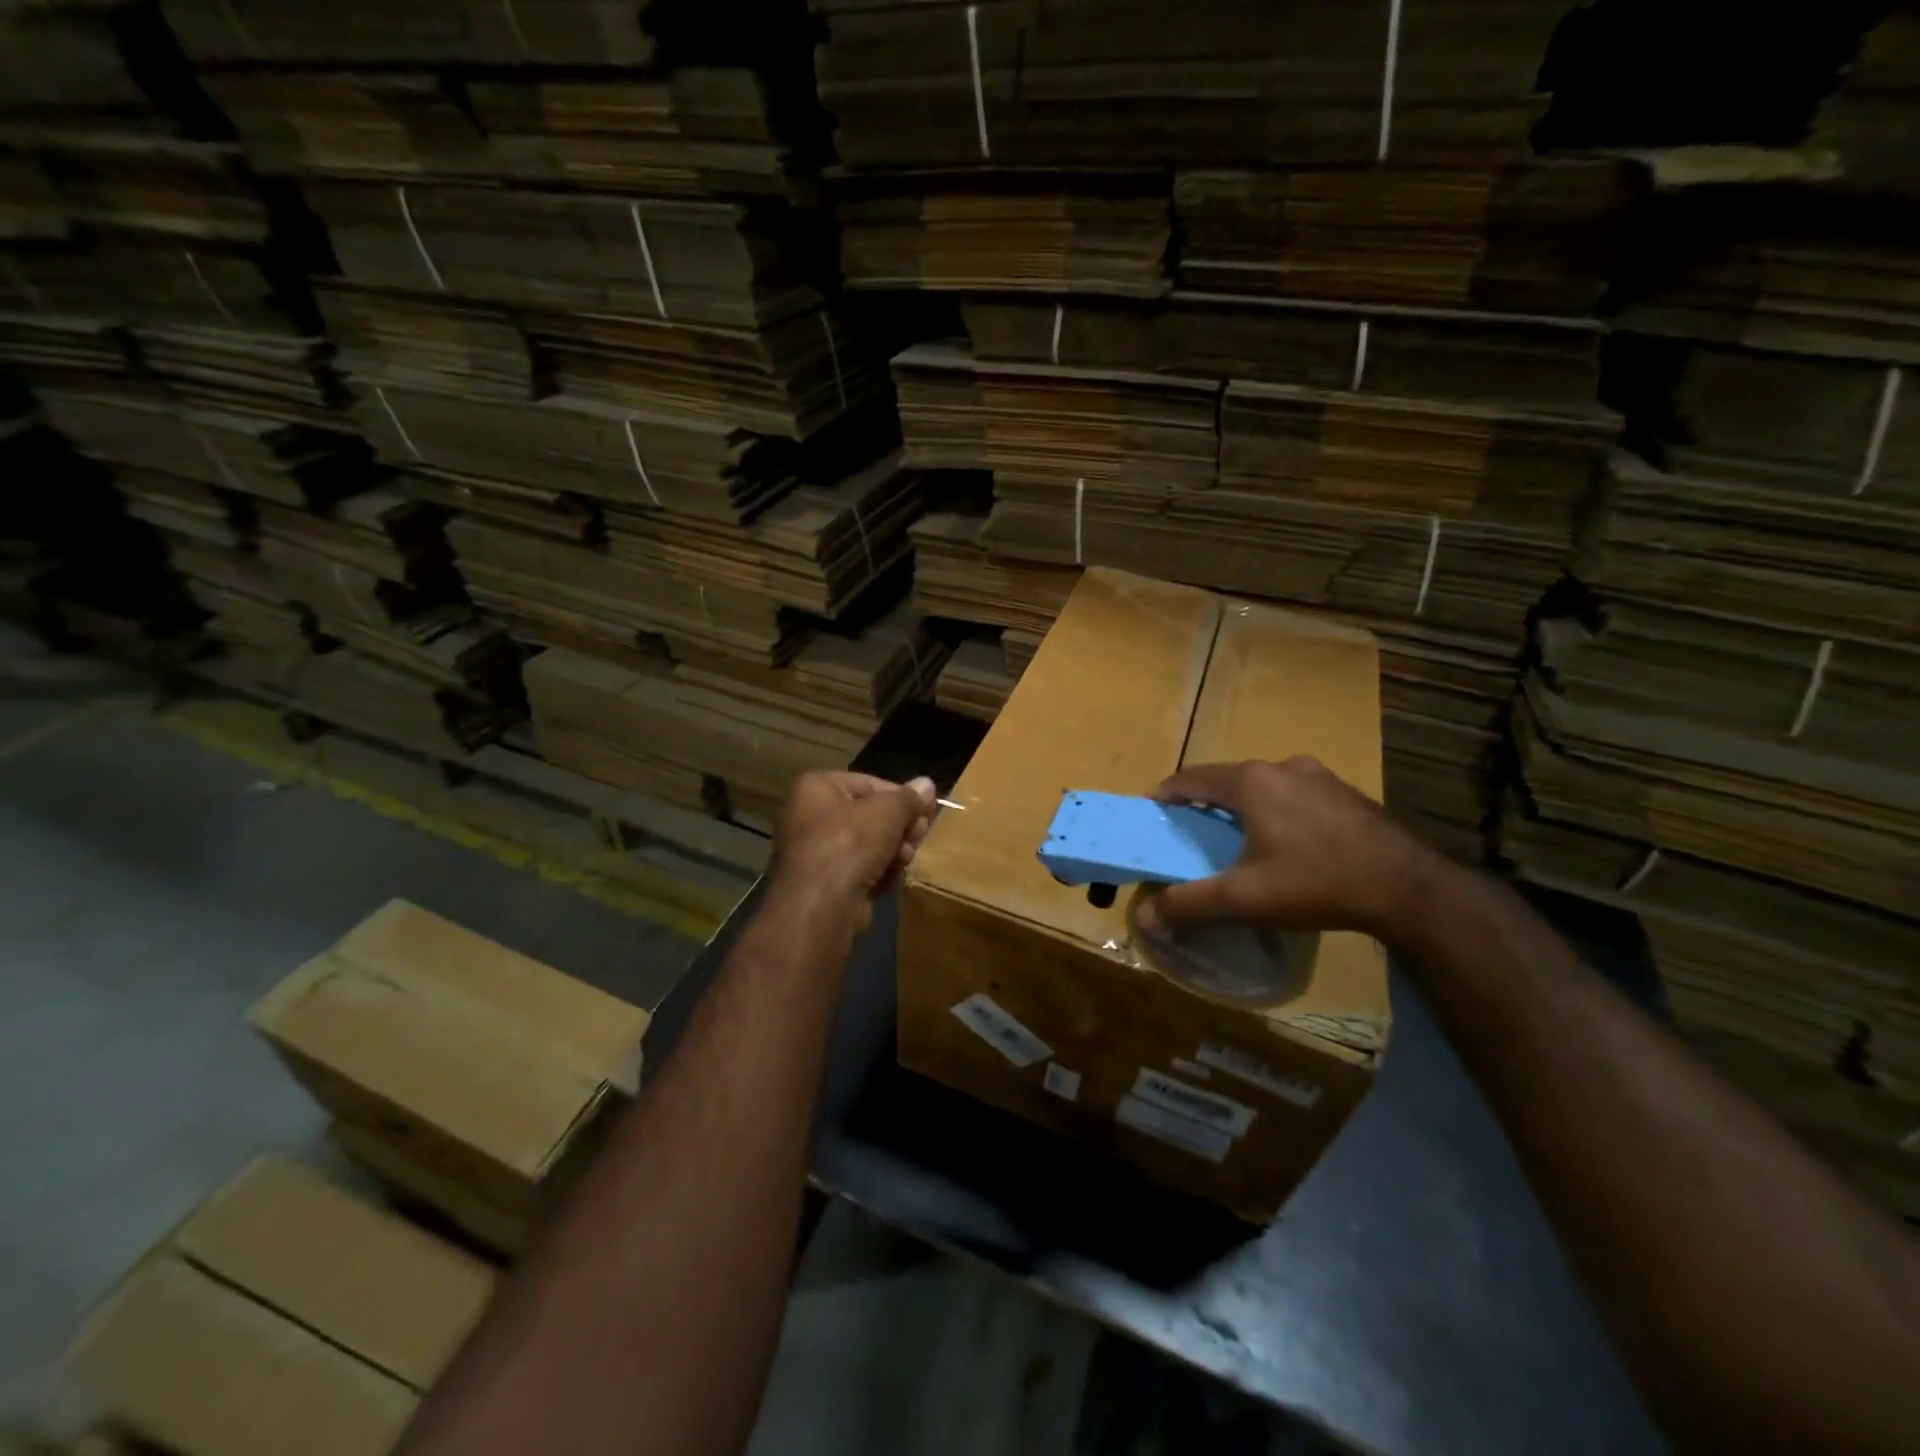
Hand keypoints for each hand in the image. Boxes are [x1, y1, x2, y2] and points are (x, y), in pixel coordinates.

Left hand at [769, 771, 935, 922]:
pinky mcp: (826, 884)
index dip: (902, 797)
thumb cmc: (850, 843)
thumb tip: (927, 784)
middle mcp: (811, 816)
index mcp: (816, 788)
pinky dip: (879, 875)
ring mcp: (817, 852)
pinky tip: (888, 881)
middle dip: (899, 829)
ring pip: (870, 846)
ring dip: (894, 853)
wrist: (822, 906)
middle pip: (871, 816)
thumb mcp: (888, 812)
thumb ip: (909, 798)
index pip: (870, 784)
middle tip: (918, 836)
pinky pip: (861, 870)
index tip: (926, 811)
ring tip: (903, 860)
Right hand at [1136, 757, 1445, 942]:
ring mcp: (1321, 777)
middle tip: (1192, 833)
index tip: (1152, 813)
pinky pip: (1296, 796)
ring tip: (1238, 839)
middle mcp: (1283, 767)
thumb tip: (1143, 916)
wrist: (1410, 889)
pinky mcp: (1348, 794)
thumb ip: (1190, 904)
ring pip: (1265, 787)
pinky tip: (1288, 844)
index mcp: (1252, 782)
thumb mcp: (1245, 899)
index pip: (1191, 777)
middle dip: (1205, 803)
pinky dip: (1278, 812)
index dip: (1166, 794)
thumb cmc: (1317, 882)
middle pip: (1228, 780)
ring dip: (1244, 806)